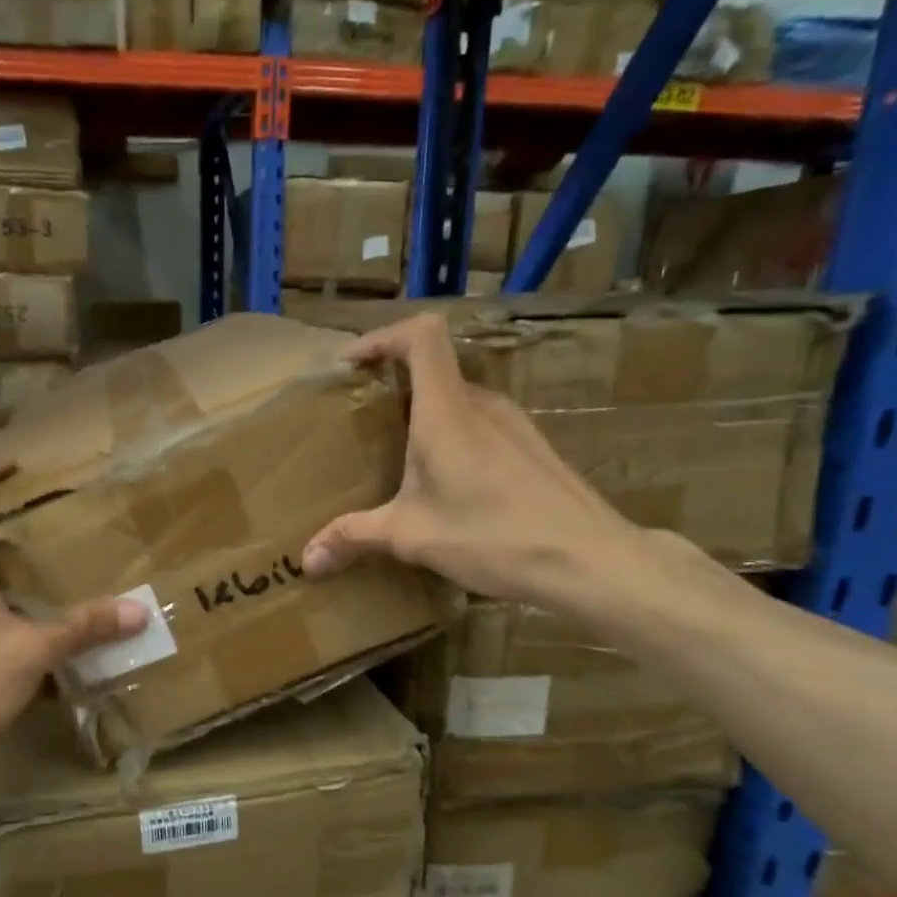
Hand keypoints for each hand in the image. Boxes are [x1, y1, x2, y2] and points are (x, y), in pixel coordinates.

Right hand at [301, 312, 648, 609]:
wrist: (590, 559)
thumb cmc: (494, 536)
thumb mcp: (412, 537)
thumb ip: (354, 538)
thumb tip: (306, 560)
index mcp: (447, 411)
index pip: (421, 335)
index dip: (382, 336)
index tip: (350, 364)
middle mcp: (482, 404)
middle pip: (434, 368)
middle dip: (391, 384)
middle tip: (359, 420)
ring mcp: (513, 424)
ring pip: (457, 399)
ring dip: (422, 414)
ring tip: (396, 455)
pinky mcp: (531, 447)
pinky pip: (480, 424)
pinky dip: (451, 436)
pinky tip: (445, 484)